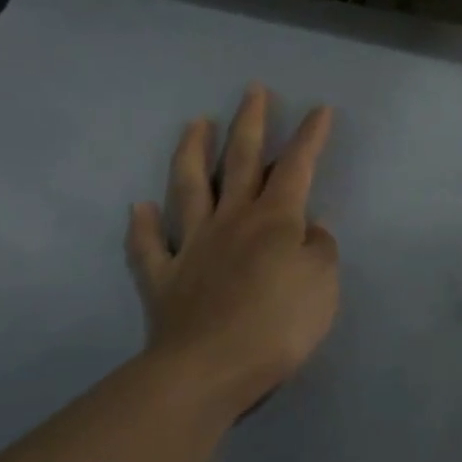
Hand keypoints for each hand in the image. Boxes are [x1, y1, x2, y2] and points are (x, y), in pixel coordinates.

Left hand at [125, 85, 339, 416]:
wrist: (209, 370)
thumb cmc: (277, 325)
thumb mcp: (323, 284)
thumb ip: (320, 249)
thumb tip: (311, 228)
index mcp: (274, 219)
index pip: (297, 167)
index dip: (310, 137)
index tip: (319, 108)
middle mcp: (231, 220)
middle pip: (241, 161)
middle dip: (250, 123)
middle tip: (252, 91)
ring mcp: (191, 246)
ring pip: (189, 188)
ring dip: (193, 153)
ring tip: (195, 123)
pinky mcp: (162, 279)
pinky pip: (147, 247)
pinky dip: (142, 227)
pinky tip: (139, 208)